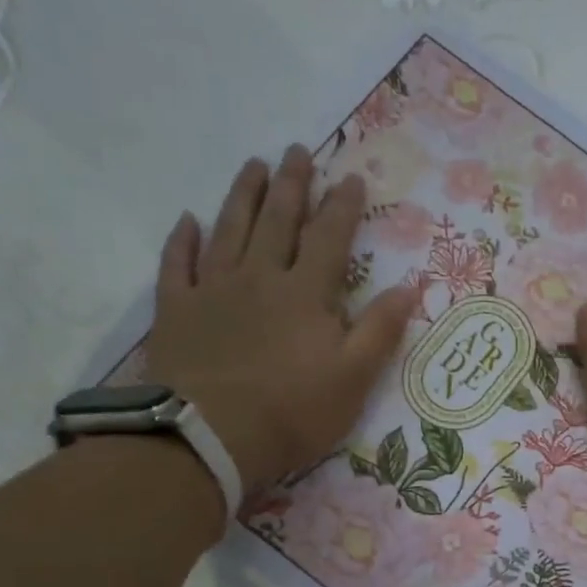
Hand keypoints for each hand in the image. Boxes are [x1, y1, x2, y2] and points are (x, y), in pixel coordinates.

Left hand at [143, 146, 415, 491]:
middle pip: (278, 220)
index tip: (351, 178)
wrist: (209, 436)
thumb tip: (409, 287)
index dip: (342, 207)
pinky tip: (187, 221)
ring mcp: (213, 290)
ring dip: (243, 195)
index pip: (329, 238)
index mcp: (306, 294)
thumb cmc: (291, 412)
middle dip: (292, 184)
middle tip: (297, 151)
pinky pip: (178, 263)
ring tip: (253, 165)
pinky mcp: (176, 310)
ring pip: (229, 229)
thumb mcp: (353, 379)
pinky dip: (183, 240)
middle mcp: (259, 277)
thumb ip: (380, 331)